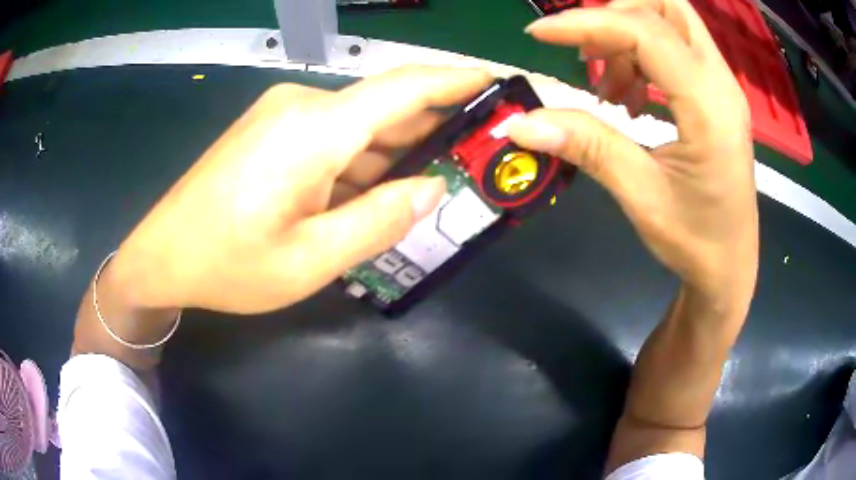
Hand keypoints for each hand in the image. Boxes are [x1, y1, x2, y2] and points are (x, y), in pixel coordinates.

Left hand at [109, 66, 492, 313]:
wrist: (162, 256)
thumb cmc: (229, 264)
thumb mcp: (311, 260)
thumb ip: (379, 221)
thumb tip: (432, 187)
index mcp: (314, 129)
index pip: (403, 87)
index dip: (454, 80)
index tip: (493, 82)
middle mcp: (301, 105)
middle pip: (384, 106)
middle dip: (432, 130)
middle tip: (473, 159)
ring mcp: (281, 114)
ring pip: (357, 125)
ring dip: (393, 152)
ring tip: (430, 185)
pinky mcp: (270, 130)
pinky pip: (331, 136)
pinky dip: (360, 160)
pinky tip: (373, 191)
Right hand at [510, 0, 757, 312]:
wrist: (729, 267)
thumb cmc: (695, 241)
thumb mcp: (640, 195)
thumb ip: (587, 145)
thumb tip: (522, 123)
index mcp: (709, 107)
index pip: (645, 32)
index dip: (588, 23)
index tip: (541, 37)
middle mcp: (721, 83)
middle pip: (667, 5)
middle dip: (618, 14)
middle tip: (589, 51)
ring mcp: (722, 86)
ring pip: (671, 21)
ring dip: (629, 35)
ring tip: (611, 88)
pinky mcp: (716, 95)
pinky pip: (676, 47)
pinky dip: (643, 55)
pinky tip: (631, 97)